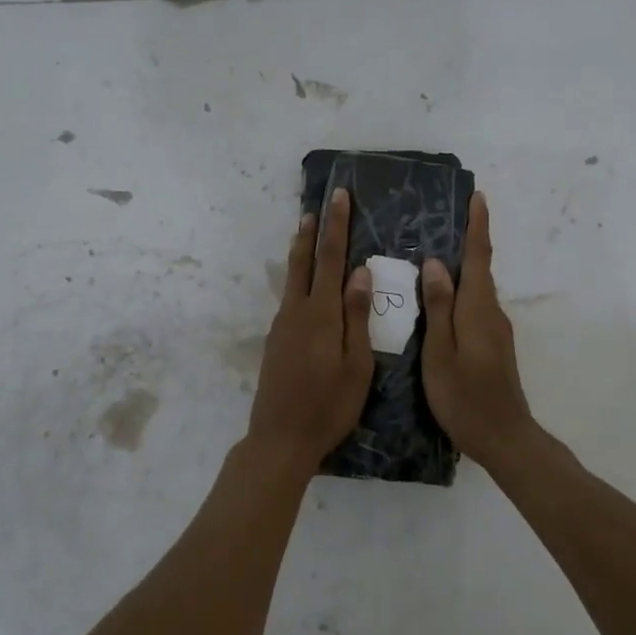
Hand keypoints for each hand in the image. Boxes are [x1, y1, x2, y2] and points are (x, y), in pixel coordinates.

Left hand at [247, 188, 374, 468]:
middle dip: (313, 231)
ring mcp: (282, 326)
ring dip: (301, 252)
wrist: (280, 438)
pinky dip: (299, 279)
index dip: (337, 226)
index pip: (331, 258)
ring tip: (306, 231)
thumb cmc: (329, 405)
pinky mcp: (275, 340)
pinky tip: (305, 285)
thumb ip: (357, 316)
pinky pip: (289, 298)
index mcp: (321, 314)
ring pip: (293, 279)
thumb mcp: (356, 364)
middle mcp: (297, 311)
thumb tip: (360, 271)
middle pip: (304, 261)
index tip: (340, 196)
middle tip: (318, 204)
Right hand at [422, 192, 538, 469]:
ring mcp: (495, 329)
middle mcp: (491, 312)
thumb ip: (439, 308)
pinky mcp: (493, 344)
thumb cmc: (466, 397)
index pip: (479, 257)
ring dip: (461, 267)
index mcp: (478, 309)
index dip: (478, 226)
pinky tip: (441, 297)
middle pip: (479, 268)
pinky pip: (474, 305)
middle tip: (444, 219)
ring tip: (433, 253)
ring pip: (476, 288)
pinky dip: (460, 291)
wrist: (504, 438)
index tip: (477, 196)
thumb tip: (437, 264)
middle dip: (468, 240)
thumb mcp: (441, 353)